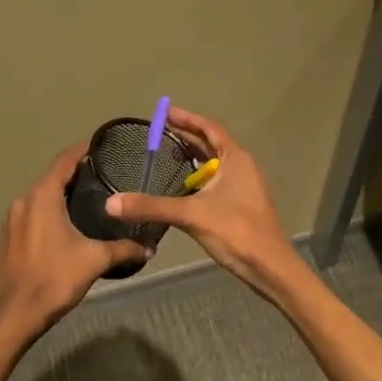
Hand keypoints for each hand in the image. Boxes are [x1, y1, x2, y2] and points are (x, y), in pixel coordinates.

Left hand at [0, 143, 148, 345]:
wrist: (12, 315)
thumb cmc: (53, 279)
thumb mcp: (94, 261)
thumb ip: (124, 249)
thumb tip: (150, 247)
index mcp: (42, 196)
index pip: (65, 160)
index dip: (84, 150)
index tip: (103, 146)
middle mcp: (24, 200)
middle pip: (53, 176)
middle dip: (77, 172)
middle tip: (105, 174)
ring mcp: (13, 219)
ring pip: (41, 195)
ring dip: (62, 192)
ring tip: (91, 198)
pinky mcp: (9, 236)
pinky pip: (33, 212)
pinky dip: (51, 209)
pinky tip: (67, 223)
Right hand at [103, 107, 303, 297]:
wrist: (270, 268)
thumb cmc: (235, 231)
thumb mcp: (191, 214)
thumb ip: (151, 207)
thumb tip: (111, 203)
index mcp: (235, 158)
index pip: (209, 128)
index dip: (187, 119)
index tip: (165, 113)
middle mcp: (242, 166)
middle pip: (211, 144)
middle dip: (186, 137)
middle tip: (159, 132)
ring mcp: (244, 186)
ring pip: (214, 164)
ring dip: (192, 158)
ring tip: (166, 155)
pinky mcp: (242, 204)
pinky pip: (216, 181)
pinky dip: (198, 178)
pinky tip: (181, 188)